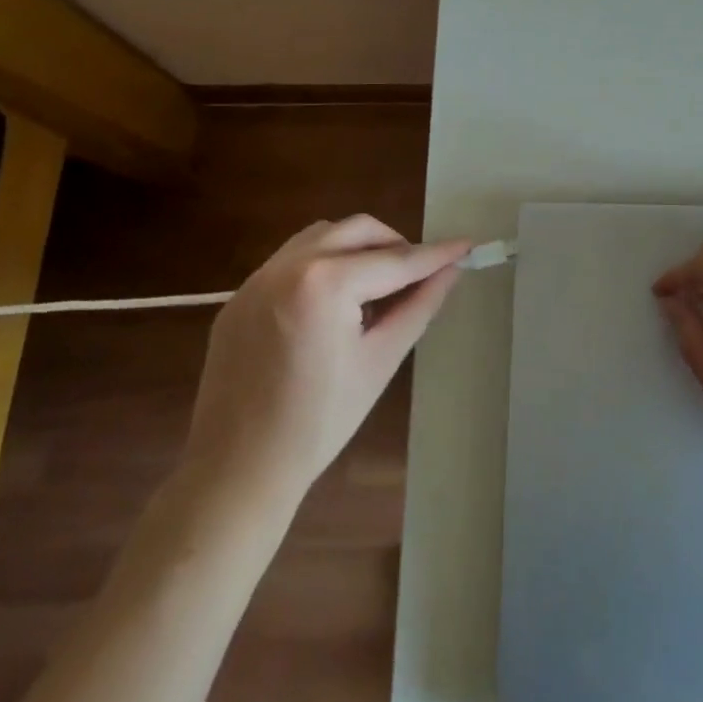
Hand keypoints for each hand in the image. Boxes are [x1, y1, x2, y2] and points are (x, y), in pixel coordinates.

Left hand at [179, 215, 469, 515]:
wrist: (235, 471)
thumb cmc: (319, 422)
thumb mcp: (381, 360)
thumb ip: (419, 305)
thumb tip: (451, 270)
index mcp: (325, 283)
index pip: (394, 260)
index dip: (435, 254)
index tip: (466, 244)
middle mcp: (288, 266)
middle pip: (357, 230)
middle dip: (395, 244)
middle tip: (419, 274)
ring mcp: (257, 279)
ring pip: (322, 236)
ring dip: (357, 247)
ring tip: (376, 287)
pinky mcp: (239, 297)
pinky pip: (291, 260)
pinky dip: (323, 264)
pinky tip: (333, 304)